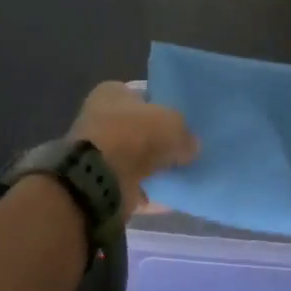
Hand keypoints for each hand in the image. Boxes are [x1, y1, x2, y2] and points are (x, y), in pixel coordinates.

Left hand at [68, 82, 197, 219]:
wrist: (99, 179)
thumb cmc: (133, 135)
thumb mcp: (172, 123)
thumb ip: (185, 133)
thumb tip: (191, 147)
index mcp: (112, 93)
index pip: (144, 94)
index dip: (165, 106)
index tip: (185, 121)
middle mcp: (101, 118)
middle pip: (140, 128)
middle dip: (161, 140)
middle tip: (188, 149)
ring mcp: (100, 152)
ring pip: (137, 158)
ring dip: (156, 167)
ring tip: (185, 174)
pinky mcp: (102, 182)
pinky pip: (134, 186)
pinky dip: (151, 192)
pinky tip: (173, 197)